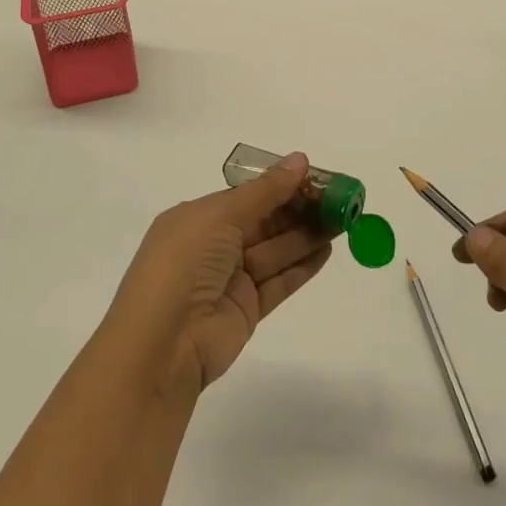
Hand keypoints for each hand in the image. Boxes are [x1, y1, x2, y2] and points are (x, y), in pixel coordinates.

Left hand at [106, 153, 332, 398]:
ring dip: (307, 235)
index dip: (281, 185)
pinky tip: (327, 250)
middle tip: (339, 199)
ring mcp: (230, 279)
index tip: (317, 177)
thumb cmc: (184, 264)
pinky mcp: (246, 309)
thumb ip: (265, 190)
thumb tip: (300, 160)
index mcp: (198, 218)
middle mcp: (213, 246)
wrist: (162, 346)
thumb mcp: (221, 215)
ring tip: (343, 220)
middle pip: (265, 222)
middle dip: (300, 209)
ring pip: (276, 250)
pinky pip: (279, 281)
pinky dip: (302, 266)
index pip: (247, 196)